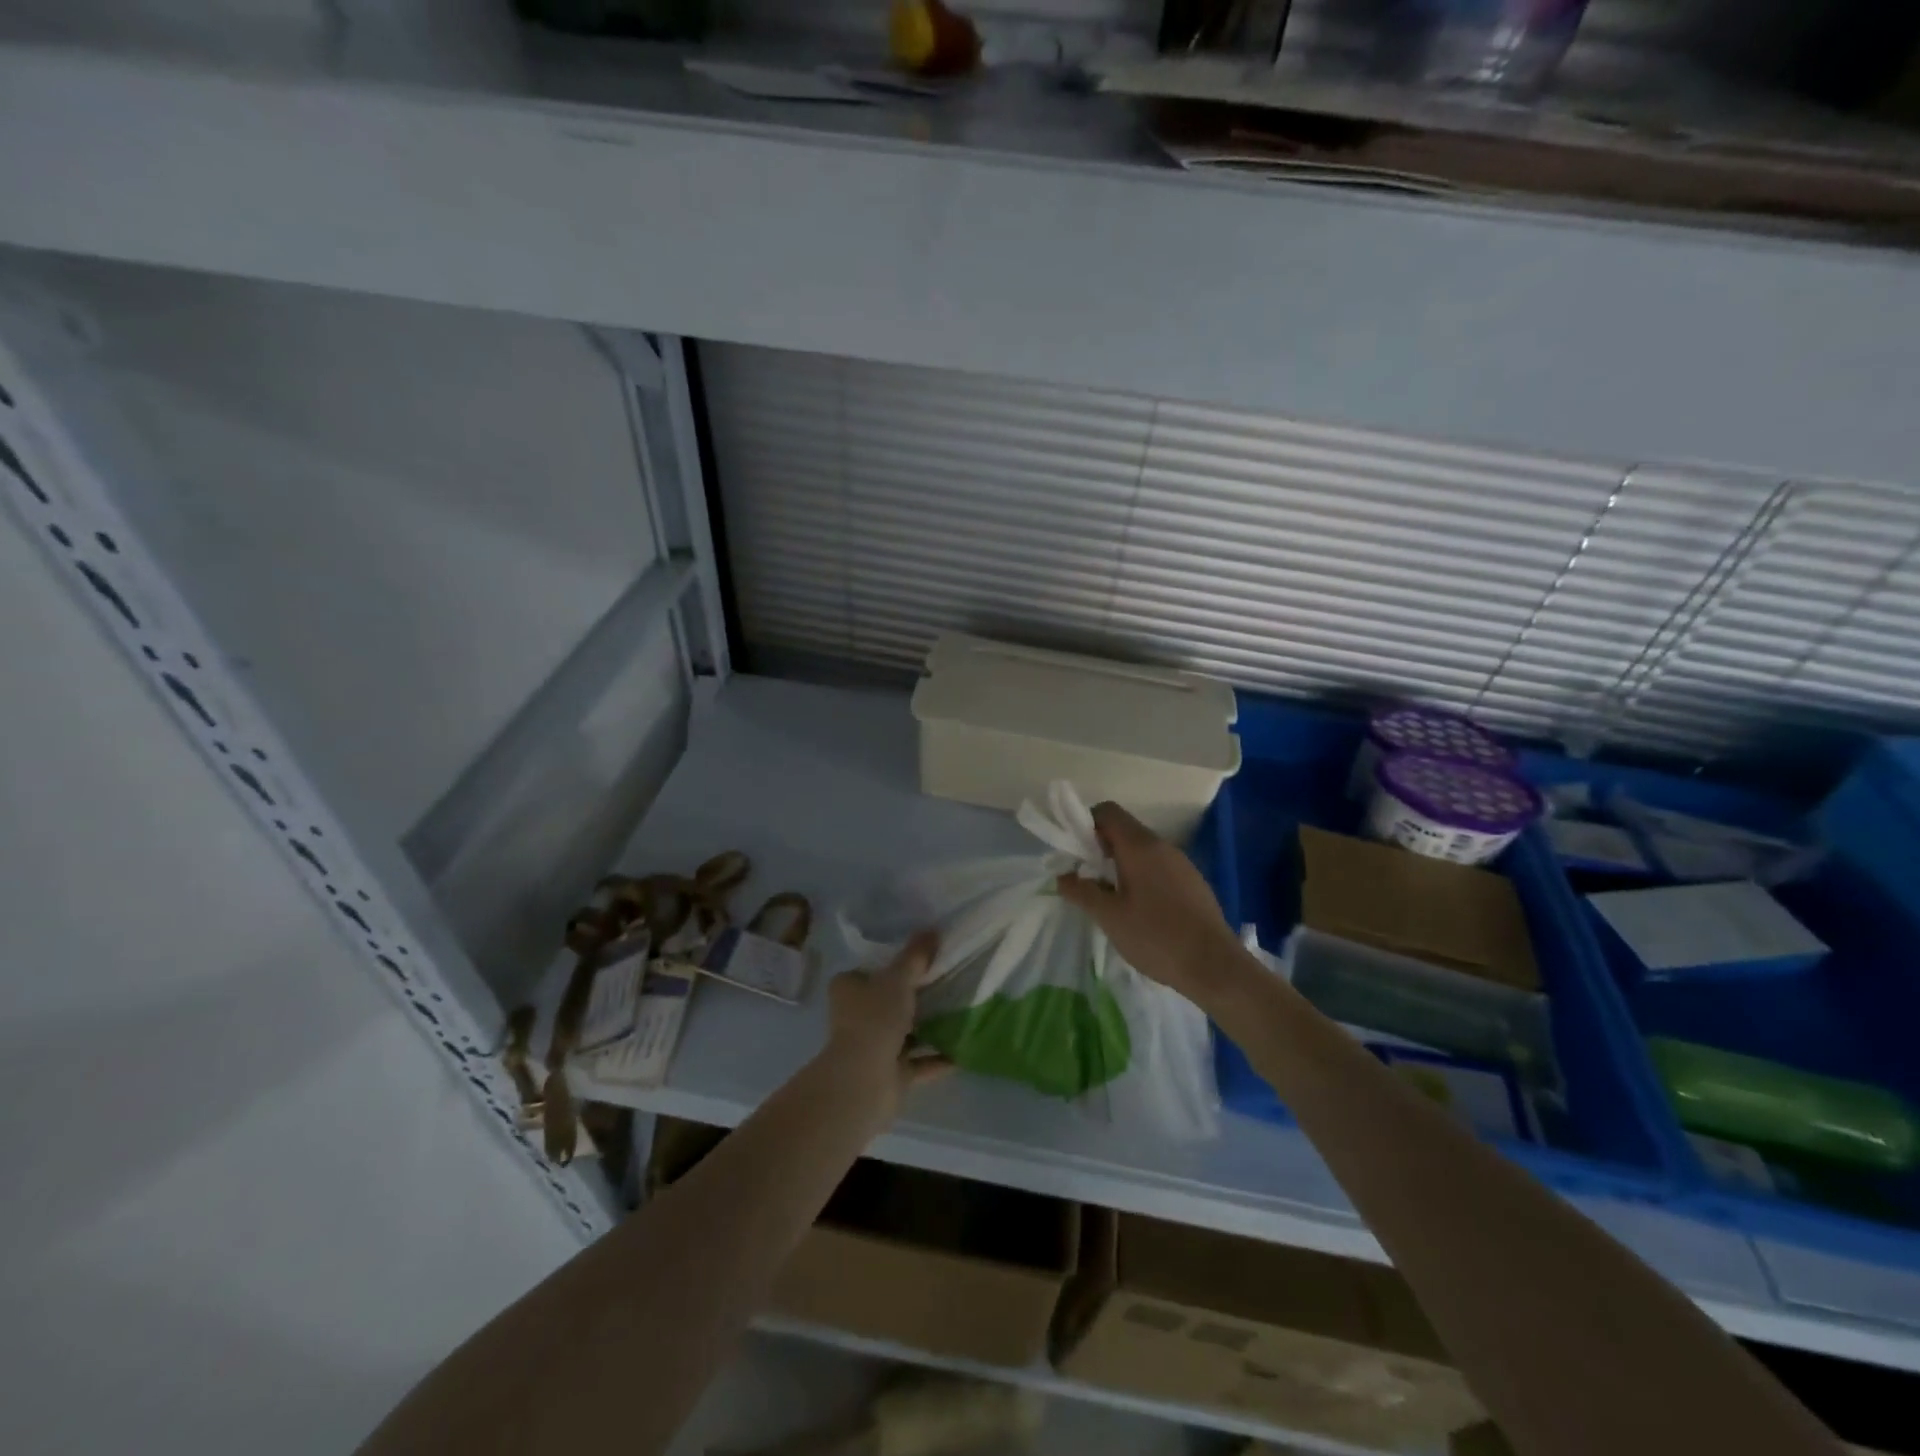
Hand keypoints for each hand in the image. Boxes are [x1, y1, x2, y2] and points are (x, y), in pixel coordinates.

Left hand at [824, 929, 951, 1106]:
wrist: (865, 1080)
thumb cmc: (875, 1019)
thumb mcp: (898, 979)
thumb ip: (915, 956)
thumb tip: (932, 930)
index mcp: (848, 989)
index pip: (870, 971)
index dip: (893, 965)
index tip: (922, 960)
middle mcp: (856, 1017)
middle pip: (889, 1001)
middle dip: (916, 997)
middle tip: (948, 983)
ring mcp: (872, 1047)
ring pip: (905, 1032)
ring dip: (928, 1028)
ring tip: (961, 1013)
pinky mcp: (889, 1074)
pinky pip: (918, 1062)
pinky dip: (937, 1057)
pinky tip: (962, 1050)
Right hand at [1056, 802, 1246, 1006]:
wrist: (1215, 966)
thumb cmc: (1156, 937)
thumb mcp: (1110, 917)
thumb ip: (1082, 892)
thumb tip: (1062, 877)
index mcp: (1140, 846)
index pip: (1108, 812)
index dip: (1086, 824)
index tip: (1076, 854)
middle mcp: (1163, 846)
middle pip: (1125, 830)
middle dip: (1101, 848)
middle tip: (1088, 880)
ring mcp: (1182, 864)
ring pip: (1143, 850)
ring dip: (1121, 864)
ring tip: (1111, 898)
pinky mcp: (1193, 882)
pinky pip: (1159, 867)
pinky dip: (1142, 876)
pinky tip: (1140, 910)